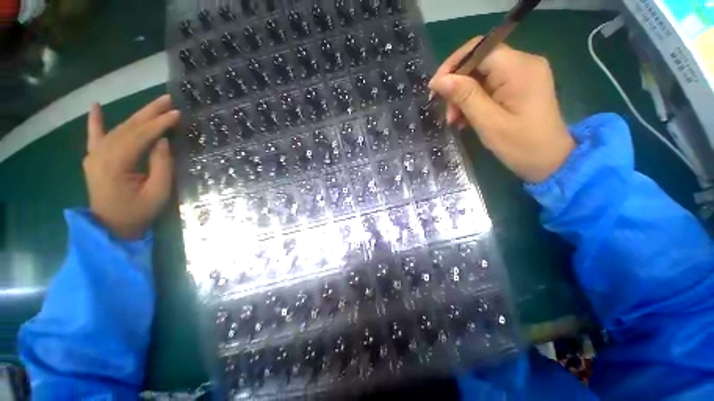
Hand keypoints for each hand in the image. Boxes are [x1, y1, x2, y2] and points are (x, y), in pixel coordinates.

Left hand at [83, 95, 180, 239]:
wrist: (110, 228)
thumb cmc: (138, 213)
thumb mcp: (158, 192)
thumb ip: (160, 165)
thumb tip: (161, 142)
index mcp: (115, 164)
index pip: (140, 136)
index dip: (159, 124)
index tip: (177, 113)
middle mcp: (101, 154)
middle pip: (128, 127)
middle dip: (149, 112)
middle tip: (168, 99)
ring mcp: (94, 155)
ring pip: (118, 129)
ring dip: (137, 115)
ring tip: (155, 104)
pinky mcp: (94, 159)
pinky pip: (94, 136)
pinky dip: (95, 120)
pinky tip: (95, 106)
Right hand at [429, 38, 574, 182]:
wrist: (550, 161)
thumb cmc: (521, 145)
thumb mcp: (488, 122)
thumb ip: (465, 97)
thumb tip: (440, 80)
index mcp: (518, 68)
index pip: (478, 50)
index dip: (452, 66)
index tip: (435, 89)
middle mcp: (522, 63)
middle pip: (478, 62)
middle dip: (457, 87)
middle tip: (448, 115)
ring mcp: (522, 74)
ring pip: (480, 76)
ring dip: (463, 97)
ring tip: (456, 121)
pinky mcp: (519, 86)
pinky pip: (489, 86)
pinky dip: (473, 101)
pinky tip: (467, 119)